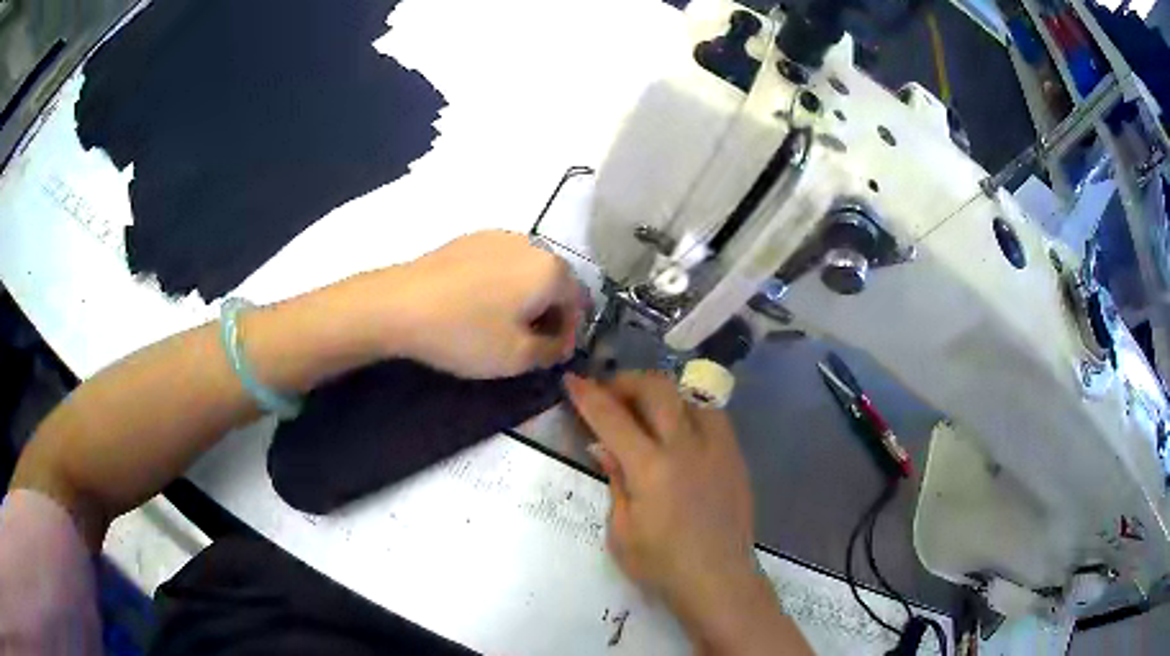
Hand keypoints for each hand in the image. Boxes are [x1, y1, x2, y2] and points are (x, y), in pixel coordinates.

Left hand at [374, 231, 582, 378]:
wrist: (399, 304)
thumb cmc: (465, 333)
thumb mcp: (517, 358)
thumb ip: (552, 352)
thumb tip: (561, 343)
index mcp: (551, 270)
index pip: (579, 303)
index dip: (569, 334)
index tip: (549, 356)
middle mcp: (532, 244)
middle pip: (554, 283)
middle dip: (548, 313)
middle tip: (526, 342)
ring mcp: (498, 236)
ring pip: (526, 271)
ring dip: (524, 298)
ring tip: (499, 323)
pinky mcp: (470, 238)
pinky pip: (500, 263)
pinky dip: (500, 284)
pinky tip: (475, 304)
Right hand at [565, 372, 811, 654]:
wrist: (719, 579)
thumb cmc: (662, 564)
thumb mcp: (621, 530)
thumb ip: (615, 480)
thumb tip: (605, 446)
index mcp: (652, 468)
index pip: (613, 418)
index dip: (588, 395)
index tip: (573, 380)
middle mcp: (687, 447)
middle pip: (657, 389)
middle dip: (626, 382)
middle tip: (608, 393)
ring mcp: (718, 447)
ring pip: (688, 394)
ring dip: (660, 393)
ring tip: (644, 409)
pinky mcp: (735, 455)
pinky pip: (711, 415)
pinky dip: (686, 410)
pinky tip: (677, 429)